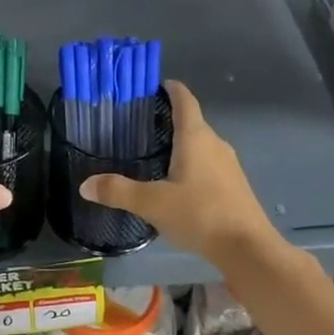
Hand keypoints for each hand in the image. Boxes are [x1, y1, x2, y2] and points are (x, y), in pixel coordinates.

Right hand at [79, 80, 277, 267]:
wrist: (248, 248)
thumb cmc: (200, 214)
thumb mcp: (153, 203)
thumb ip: (118, 191)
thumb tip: (85, 185)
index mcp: (195, 137)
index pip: (184, 99)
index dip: (171, 88)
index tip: (153, 86)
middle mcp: (215, 143)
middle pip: (192, 121)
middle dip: (168, 119)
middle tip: (139, 125)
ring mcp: (228, 164)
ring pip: (201, 144)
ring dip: (181, 143)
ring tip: (154, 153)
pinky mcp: (234, 184)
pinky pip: (208, 163)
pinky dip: (192, 163)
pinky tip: (177, 182)